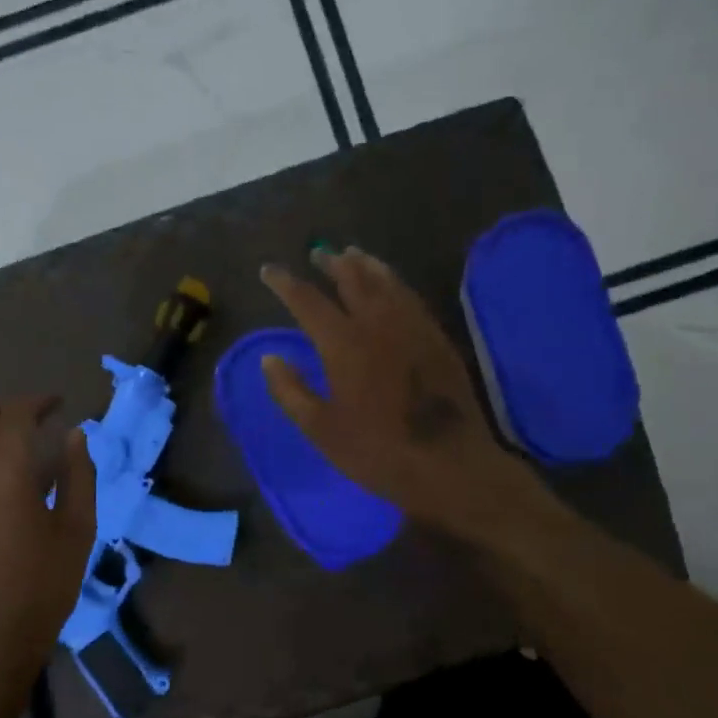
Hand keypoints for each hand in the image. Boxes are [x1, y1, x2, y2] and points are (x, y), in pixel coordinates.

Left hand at [0, 395, 95, 685]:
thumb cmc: (42, 586)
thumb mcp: (77, 530)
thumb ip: (78, 476)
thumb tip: (76, 436)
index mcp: (2, 471)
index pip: (15, 414)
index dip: (37, 401)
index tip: (58, 402)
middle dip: (5, 411)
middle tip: (34, 419)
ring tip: (14, 452)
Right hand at [260, 248, 529, 533]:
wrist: (449, 464)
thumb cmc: (377, 451)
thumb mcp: (321, 430)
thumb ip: (291, 391)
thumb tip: (270, 359)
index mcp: (343, 344)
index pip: (307, 301)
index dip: (285, 283)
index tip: (269, 271)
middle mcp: (378, 323)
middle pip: (352, 279)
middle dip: (331, 263)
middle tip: (317, 254)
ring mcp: (413, 326)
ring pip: (386, 281)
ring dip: (365, 265)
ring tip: (352, 255)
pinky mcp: (437, 338)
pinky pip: (410, 296)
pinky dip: (393, 282)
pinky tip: (390, 286)